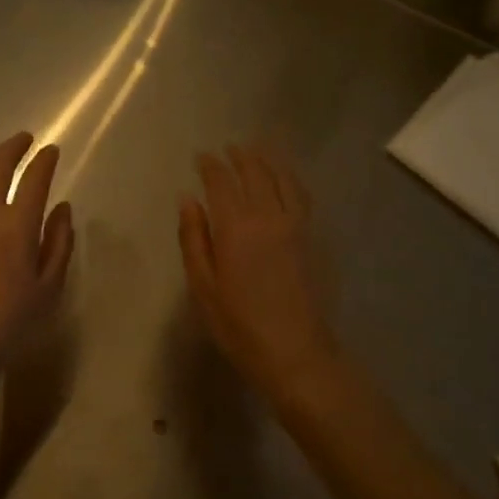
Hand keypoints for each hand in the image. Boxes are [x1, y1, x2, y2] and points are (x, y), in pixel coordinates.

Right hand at [178, 144, 347, 406]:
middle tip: (229, 147)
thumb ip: (194, 238)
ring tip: (259, 148)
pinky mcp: (311, 238)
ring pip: (282, 179)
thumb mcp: (203, 286)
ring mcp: (294, 225)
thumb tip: (188, 199)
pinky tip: (287, 178)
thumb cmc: (239, 325)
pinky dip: (291, 179)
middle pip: (255, 173)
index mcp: (235, 227)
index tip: (201, 156)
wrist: (295, 352)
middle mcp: (267, 216)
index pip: (221, 182)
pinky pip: (301, 196)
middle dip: (240, 156)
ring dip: (269, 160)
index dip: (210, 165)